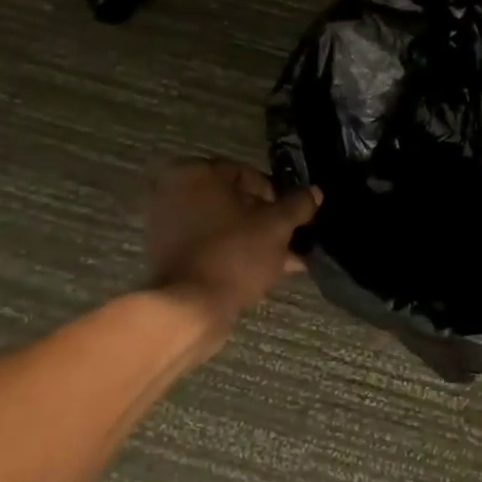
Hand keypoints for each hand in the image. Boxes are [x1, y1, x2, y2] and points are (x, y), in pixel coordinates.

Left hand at [145, 160, 320, 322]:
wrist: (190, 308)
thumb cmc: (234, 254)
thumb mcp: (276, 226)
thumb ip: (298, 205)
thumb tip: (314, 192)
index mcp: (195, 173)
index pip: (246, 174)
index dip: (276, 194)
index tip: (293, 216)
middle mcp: (174, 193)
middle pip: (234, 202)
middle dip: (266, 221)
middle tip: (292, 240)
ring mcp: (167, 226)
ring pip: (224, 227)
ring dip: (255, 240)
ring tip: (288, 261)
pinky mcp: (168, 256)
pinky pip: (210, 246)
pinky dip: (234, 253)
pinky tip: (266, 271)